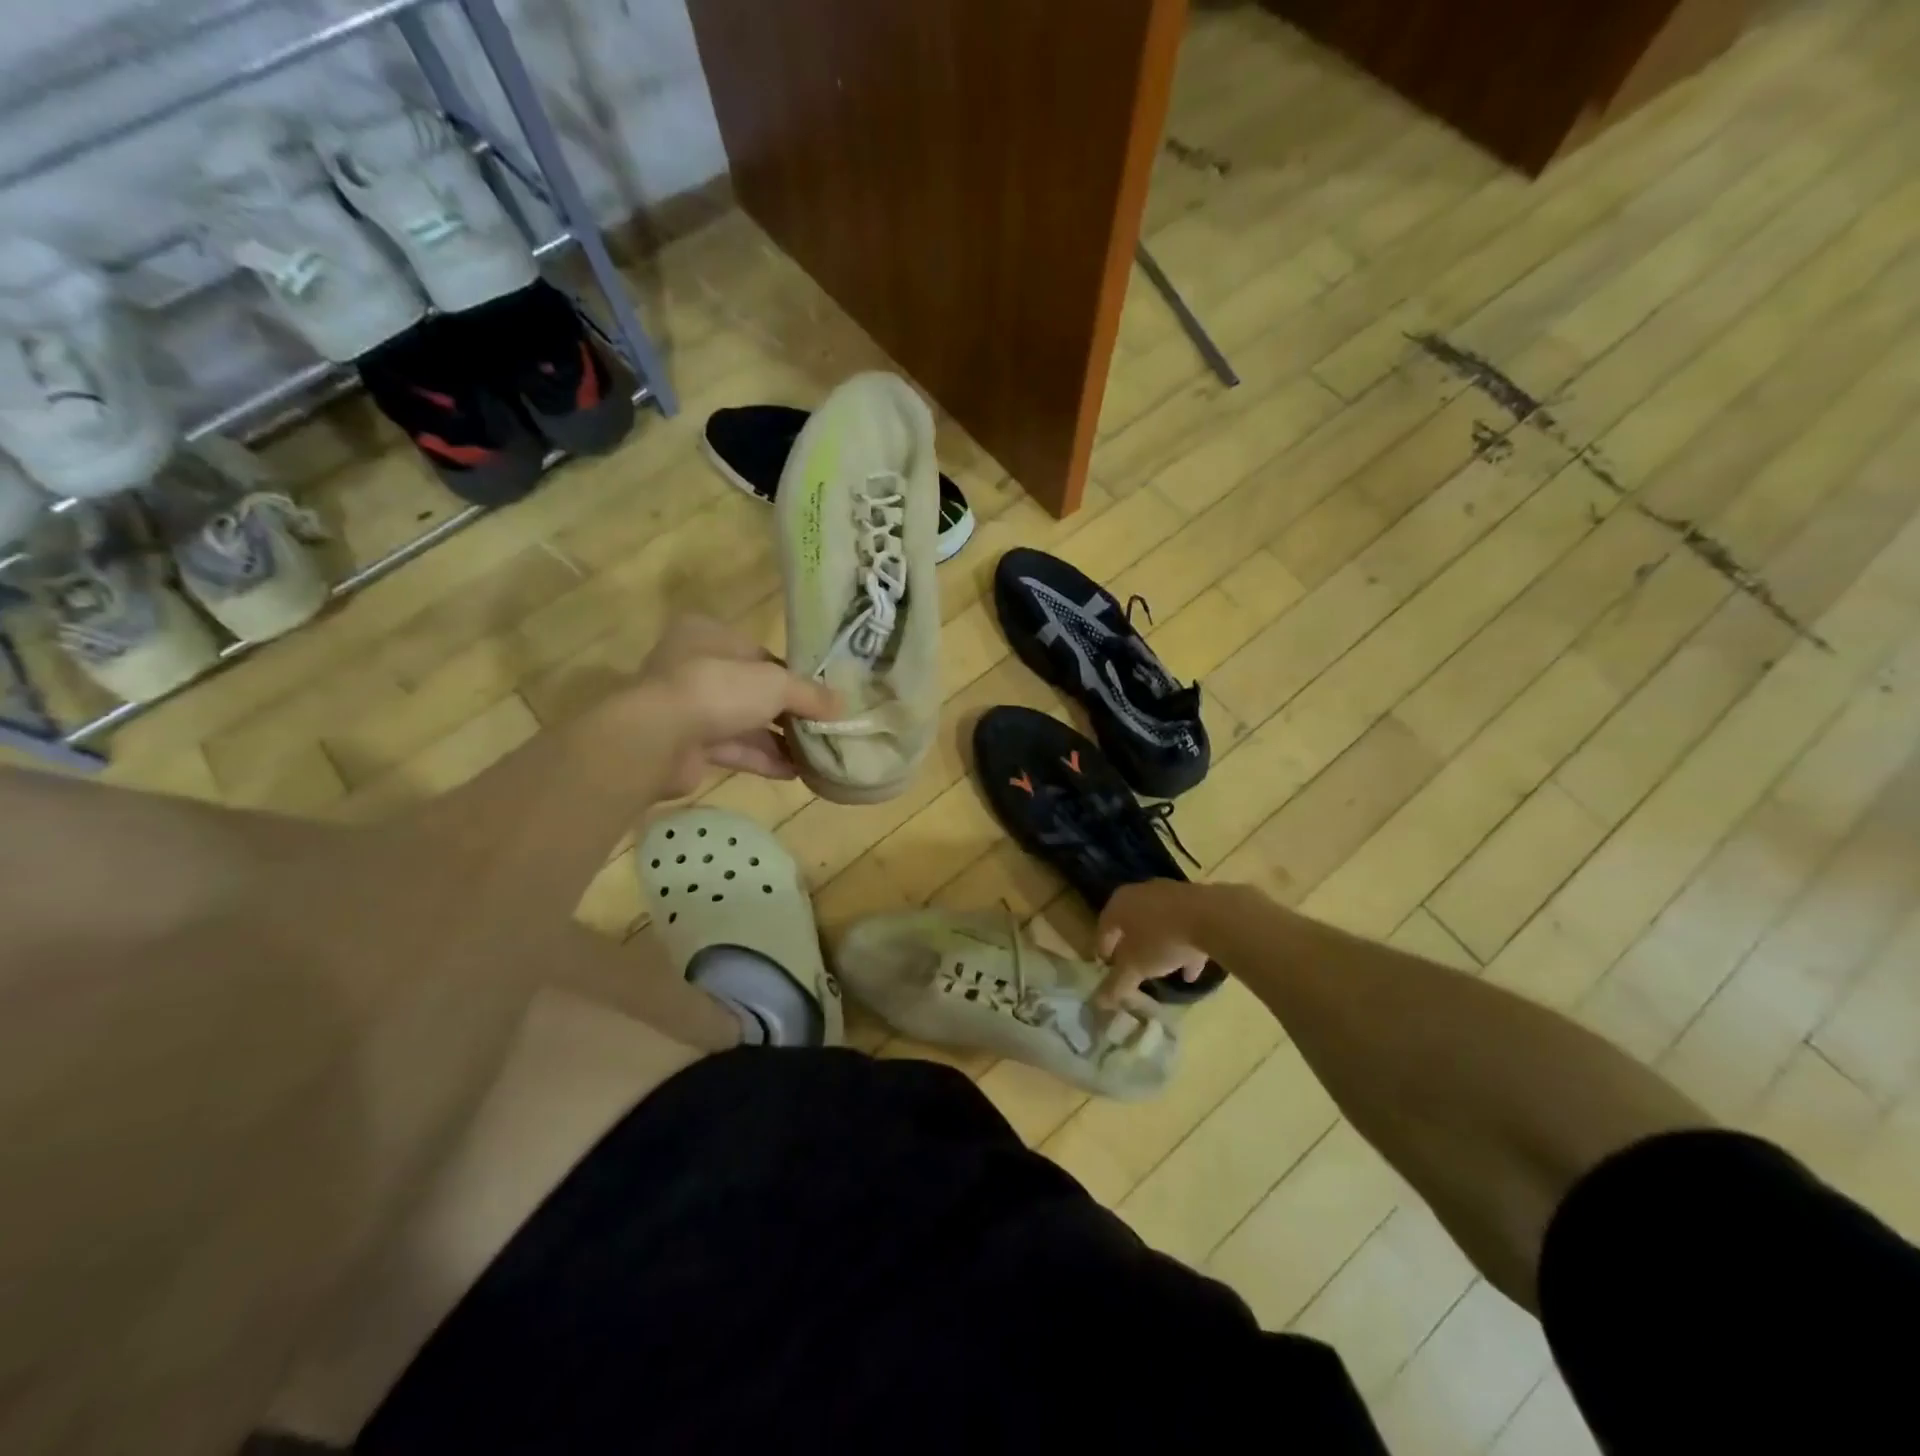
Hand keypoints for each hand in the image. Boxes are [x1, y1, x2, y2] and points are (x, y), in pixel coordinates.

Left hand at [632, 615, 840, 797]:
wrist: (657, 739)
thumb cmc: (717, 690)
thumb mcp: (775, 684)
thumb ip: (810, 694)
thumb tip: (842, 706)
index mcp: (709, 635)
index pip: (760, 653)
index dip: (792, 675)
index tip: (820, 697)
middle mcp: (694, 666)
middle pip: (753, 690)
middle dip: (787, 712)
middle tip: (821, 728)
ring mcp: (688, 707)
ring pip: (743, 722)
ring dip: (779, 740)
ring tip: (816, 754)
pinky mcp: (686, 745)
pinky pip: (733, 749)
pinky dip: (762, 759)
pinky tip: (796, 772)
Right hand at [1095, 881, 1212, 1006]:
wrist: (1213, 917)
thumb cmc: (1162, 939)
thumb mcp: (1135, 967)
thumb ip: (1116, 984)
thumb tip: (1099, 1001)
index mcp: (1120, 903)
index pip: (1104, 927)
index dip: (1103, 950)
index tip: (1106, 968)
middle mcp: (1141, 893)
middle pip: (1131, 923)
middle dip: (1132, 947)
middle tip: (1132, 967)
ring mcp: (1170, 894)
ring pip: (1159, 924)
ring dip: (1159, 947)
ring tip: (1164, 972)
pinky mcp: (1197, 900)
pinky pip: (1184, 925)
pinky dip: (1184, 946)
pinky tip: (1191, 970)